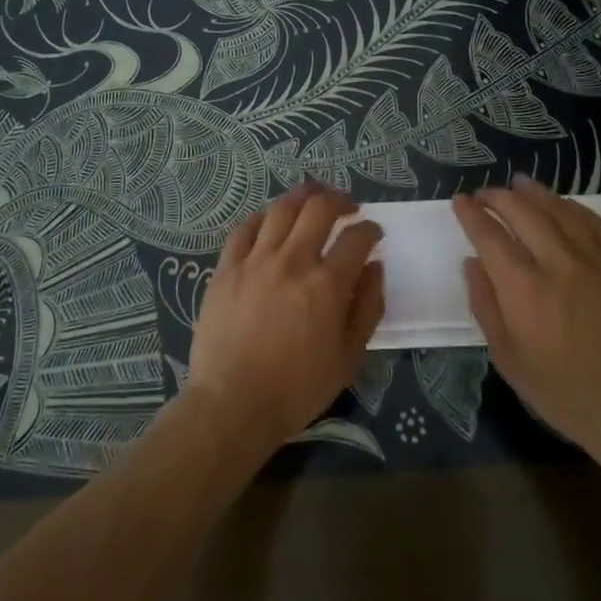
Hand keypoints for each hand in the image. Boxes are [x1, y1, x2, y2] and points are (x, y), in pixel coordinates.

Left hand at [186, 184, 384, 454]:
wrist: (233, 403)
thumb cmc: (297, 388)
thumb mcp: (349, 357)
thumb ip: (367, 307)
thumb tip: (374, 267)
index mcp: (327, 284)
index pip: (357, 238)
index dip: (370, 229)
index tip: (373, 232)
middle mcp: (292, 261)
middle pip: (319, 208)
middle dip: (340, 199)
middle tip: (348, 206)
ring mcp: (255, 260)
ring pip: (281, 208)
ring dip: (303, 196)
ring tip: (313, 198)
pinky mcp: (226, 268)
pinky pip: (245, 228)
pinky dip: (263, 217)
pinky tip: (271, 220)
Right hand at [452, 176, 600, 462]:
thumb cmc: (565, 393)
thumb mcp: (509, 360)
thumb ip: (486, 306)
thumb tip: (472, 263)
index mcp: (524, 290)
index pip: (490, 236)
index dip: (471, 214)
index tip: (460, 202)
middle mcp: (559, 263)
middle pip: (524, 212)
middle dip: (499, 197)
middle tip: (485, 193)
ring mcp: (598, 260)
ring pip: (561, 210)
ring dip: (536, 193)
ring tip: (519, 184)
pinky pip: (597, 223)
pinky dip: (575, 208)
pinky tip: (565, 205)